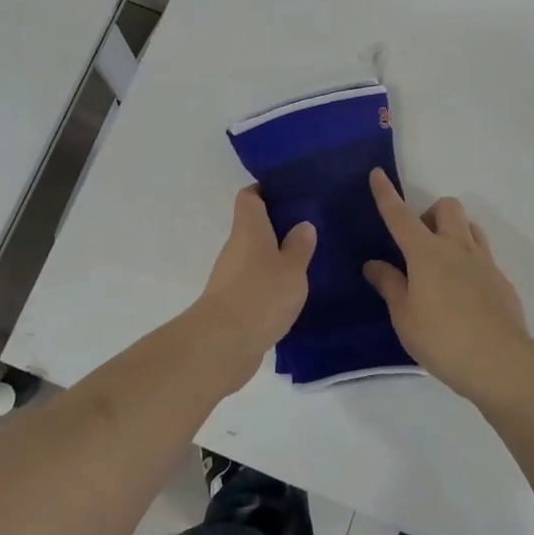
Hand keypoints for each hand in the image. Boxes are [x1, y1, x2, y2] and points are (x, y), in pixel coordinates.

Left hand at [195, 187, 316, 357]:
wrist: (224, 344)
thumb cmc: (261, 294)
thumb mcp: (292, 268)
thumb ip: (300, 246)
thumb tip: (302, 225)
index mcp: (249, 228)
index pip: (250, 196)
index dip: (265, 190)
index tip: (289, 192)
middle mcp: (236, 247)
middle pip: (254, 227)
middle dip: (278, 227)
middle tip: (309, 228)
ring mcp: (231, 276)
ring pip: (255, 257)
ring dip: (275, 258)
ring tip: (307, 261)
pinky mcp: (233, 303)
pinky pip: (254, 283)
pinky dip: (270, 284)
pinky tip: (291, 293)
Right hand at [363, 169, 533, 405]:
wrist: (502, 362)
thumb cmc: (442, 339)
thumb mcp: (404, 316)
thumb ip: (390, 285)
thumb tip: (374, 263)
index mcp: (426, 253)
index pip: (400, 216)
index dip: (386, 194)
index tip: (377, 173)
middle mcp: (456, 247)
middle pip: (447, 207)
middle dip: (430, 213)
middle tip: (418, 243)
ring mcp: (484, 262)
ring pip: (470, 226)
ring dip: (453, 231)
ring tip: (441, 263)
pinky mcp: (501, 280)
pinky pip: (483, 254)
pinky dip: (469, 259)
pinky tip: (463, 292)